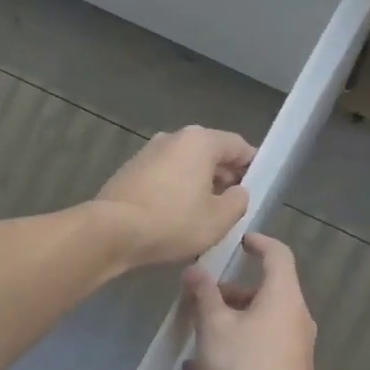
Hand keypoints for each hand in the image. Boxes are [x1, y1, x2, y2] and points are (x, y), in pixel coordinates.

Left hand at [92, 125, 255, 266]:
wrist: (111, 231)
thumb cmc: (173, 222)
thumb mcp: (219, 219)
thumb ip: (238, 201)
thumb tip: (238, 192)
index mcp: (200, 141)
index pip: (237, 146)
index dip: (252, 165)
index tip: (257, 185)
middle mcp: (172, 138)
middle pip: (209, 153)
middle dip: (224, 177)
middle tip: (232, 205)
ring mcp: (147, 153)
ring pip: (185, 166)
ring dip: (198, 185)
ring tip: (205, 215)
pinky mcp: (130, 171)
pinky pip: (164, 177)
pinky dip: (175, 191)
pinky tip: (177, 217)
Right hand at [182, 233, 317, 369]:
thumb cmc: (244, 366)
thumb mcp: (214, 326)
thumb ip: (203, 295)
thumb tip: (195, 270)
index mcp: (283, 296)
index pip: (278, 254)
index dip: (258, 243)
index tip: (238, 242)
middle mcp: (294, 316)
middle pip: (264, 291)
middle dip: (229, 292)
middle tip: (199, 299)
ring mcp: (293, 345)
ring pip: (258, 321)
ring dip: (228, 322)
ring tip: (195, 335)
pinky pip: (259, 347)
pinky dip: (235, 347)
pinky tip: (201, 368)